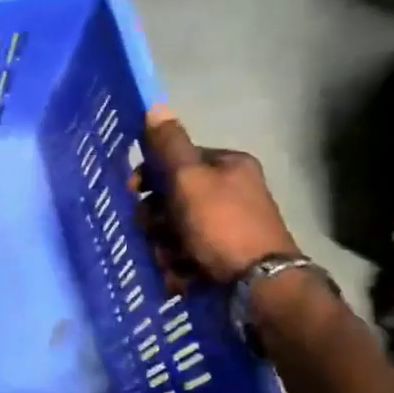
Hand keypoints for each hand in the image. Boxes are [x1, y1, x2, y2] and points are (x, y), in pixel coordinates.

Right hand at [132, 105, 298, 285]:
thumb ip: (169, 146)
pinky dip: (180, 268)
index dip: (150, 175)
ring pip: (176, 232)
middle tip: (155, 232)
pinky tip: (182, 277)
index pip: (177, 161)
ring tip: (172, 261)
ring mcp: (229, 228)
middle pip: (173, 200)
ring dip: (165, 247)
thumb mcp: (190, 179)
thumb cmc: (221, 225)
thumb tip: (155, 106)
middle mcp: (232, 193)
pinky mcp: (226, 259)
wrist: (260, 286)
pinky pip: (188, 257)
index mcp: (228, 167)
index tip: (133, 191)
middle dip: (157, 220)